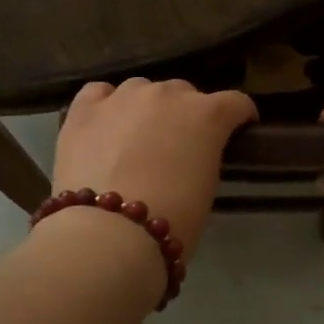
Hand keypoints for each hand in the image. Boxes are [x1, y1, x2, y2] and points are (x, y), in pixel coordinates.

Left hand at [52, 79, 257, 257]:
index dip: (239, 117)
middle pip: (184, 92)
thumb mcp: (206, 188)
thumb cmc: (172, 221)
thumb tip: (191, 154)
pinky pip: (99, 93)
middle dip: (186, 114)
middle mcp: (167, 94)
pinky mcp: (85, 109)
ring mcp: (123, 97)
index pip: (235, 103)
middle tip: (178, 145)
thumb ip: (204, 156)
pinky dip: (105, 104)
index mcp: (207, 115)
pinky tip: (104, 123)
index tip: (238, 130)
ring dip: (146, 108)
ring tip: (136, 137)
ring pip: (141, 89)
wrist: (109, 234)